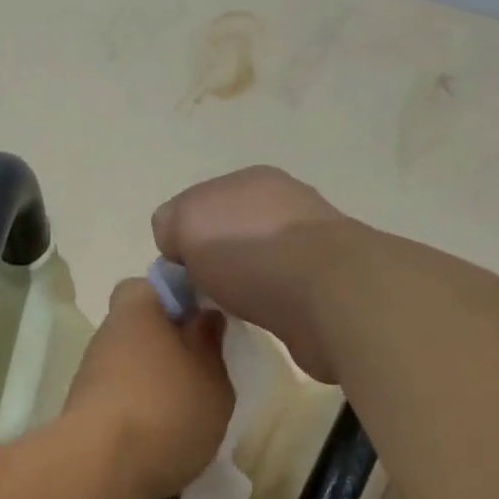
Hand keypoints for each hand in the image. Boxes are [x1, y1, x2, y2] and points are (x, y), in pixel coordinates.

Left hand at [66, 279, 233, 498]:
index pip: (154, 284)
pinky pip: (120, 401)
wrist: (101, 470)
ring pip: (129, 367)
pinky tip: (162, 438)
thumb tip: (204, 317)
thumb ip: (211, 345)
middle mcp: (107, 335)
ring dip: (154, 383)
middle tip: (202, 372)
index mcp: (138, 309)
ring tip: (187, 413)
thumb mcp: (212, 378)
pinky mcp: (83, 414)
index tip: (205, 323)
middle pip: (140, 329)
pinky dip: (139, 413)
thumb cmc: (167, 411)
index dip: (180, 298)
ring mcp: (90, 375)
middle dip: (168, 346)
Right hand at [151, 166, 355, 381]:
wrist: (327, 294)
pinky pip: (281, 292)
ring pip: (257, 263)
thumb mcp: (188, 223)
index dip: (183, 240)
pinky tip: (263, 317)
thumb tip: (177, 245)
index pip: (200, 206)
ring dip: (243, 284)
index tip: (179, 274)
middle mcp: (285, 204)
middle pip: (231, 233)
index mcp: (251, 180)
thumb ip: (171, 224)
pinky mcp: (327, 283)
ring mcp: (311, 243)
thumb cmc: (250, 253)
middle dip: (214, 262)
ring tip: (232, 310)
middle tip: (202, 295)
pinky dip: (267, 304)